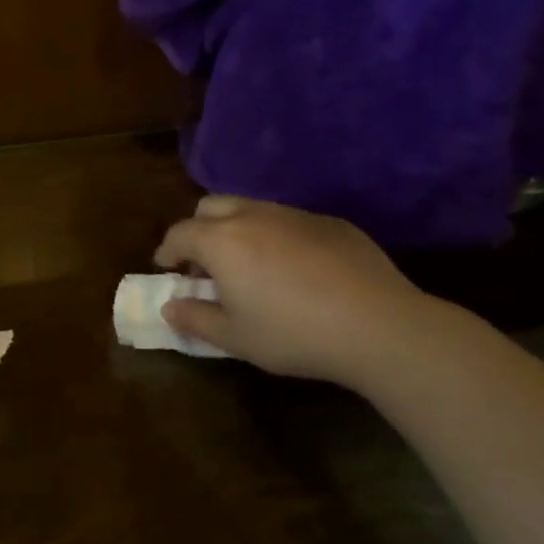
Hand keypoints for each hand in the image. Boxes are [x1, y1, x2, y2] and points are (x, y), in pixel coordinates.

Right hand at [154, 196, 440, 391]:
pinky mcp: (331, 223)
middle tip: (204, 263)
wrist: (377, 325)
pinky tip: (295, 270)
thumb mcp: (234, 337)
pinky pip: (290, 221)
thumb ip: (195, 319)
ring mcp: (295, 215)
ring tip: (249, 265)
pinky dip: (277, 237)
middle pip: (211, 207)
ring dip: (238, 230)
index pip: (180, 233)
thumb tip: (170, 307)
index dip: (167, 250)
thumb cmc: (292, 334)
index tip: (166, 267)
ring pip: (252, 209)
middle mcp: (253, 216)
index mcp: (222, 240)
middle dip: (199, 230)